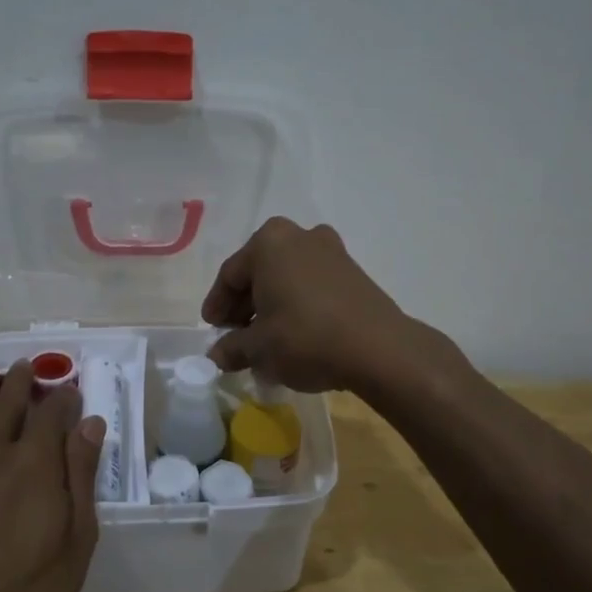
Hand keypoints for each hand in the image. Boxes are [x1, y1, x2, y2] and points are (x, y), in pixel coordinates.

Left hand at [0, 361, 104, 591]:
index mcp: (36, 462)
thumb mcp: (74, 542)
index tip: (71, 392)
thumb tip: (91, 425)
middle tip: (28, 368)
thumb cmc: (21, 591)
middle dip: (22, 381)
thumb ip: (81, 478)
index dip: (64, 398)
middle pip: (9, 402)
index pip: (53, 413)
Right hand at [202, 217, 414, 392]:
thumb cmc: (305, 338)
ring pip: (287, 278)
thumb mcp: (258, 348)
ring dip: (272, 305)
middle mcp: (300, 236)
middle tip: (235, 335)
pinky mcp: (354, 272)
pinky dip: (297, 305)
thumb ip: (231, 348)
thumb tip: (217, 355)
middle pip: (260, 272)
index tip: (212, 328)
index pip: (230, 274)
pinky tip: (293, 334)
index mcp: (269, 242)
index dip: (217, 305)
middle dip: (245, 305)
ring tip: (264, 339)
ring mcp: (331, 251)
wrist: (379, 349)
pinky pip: (312, 285)